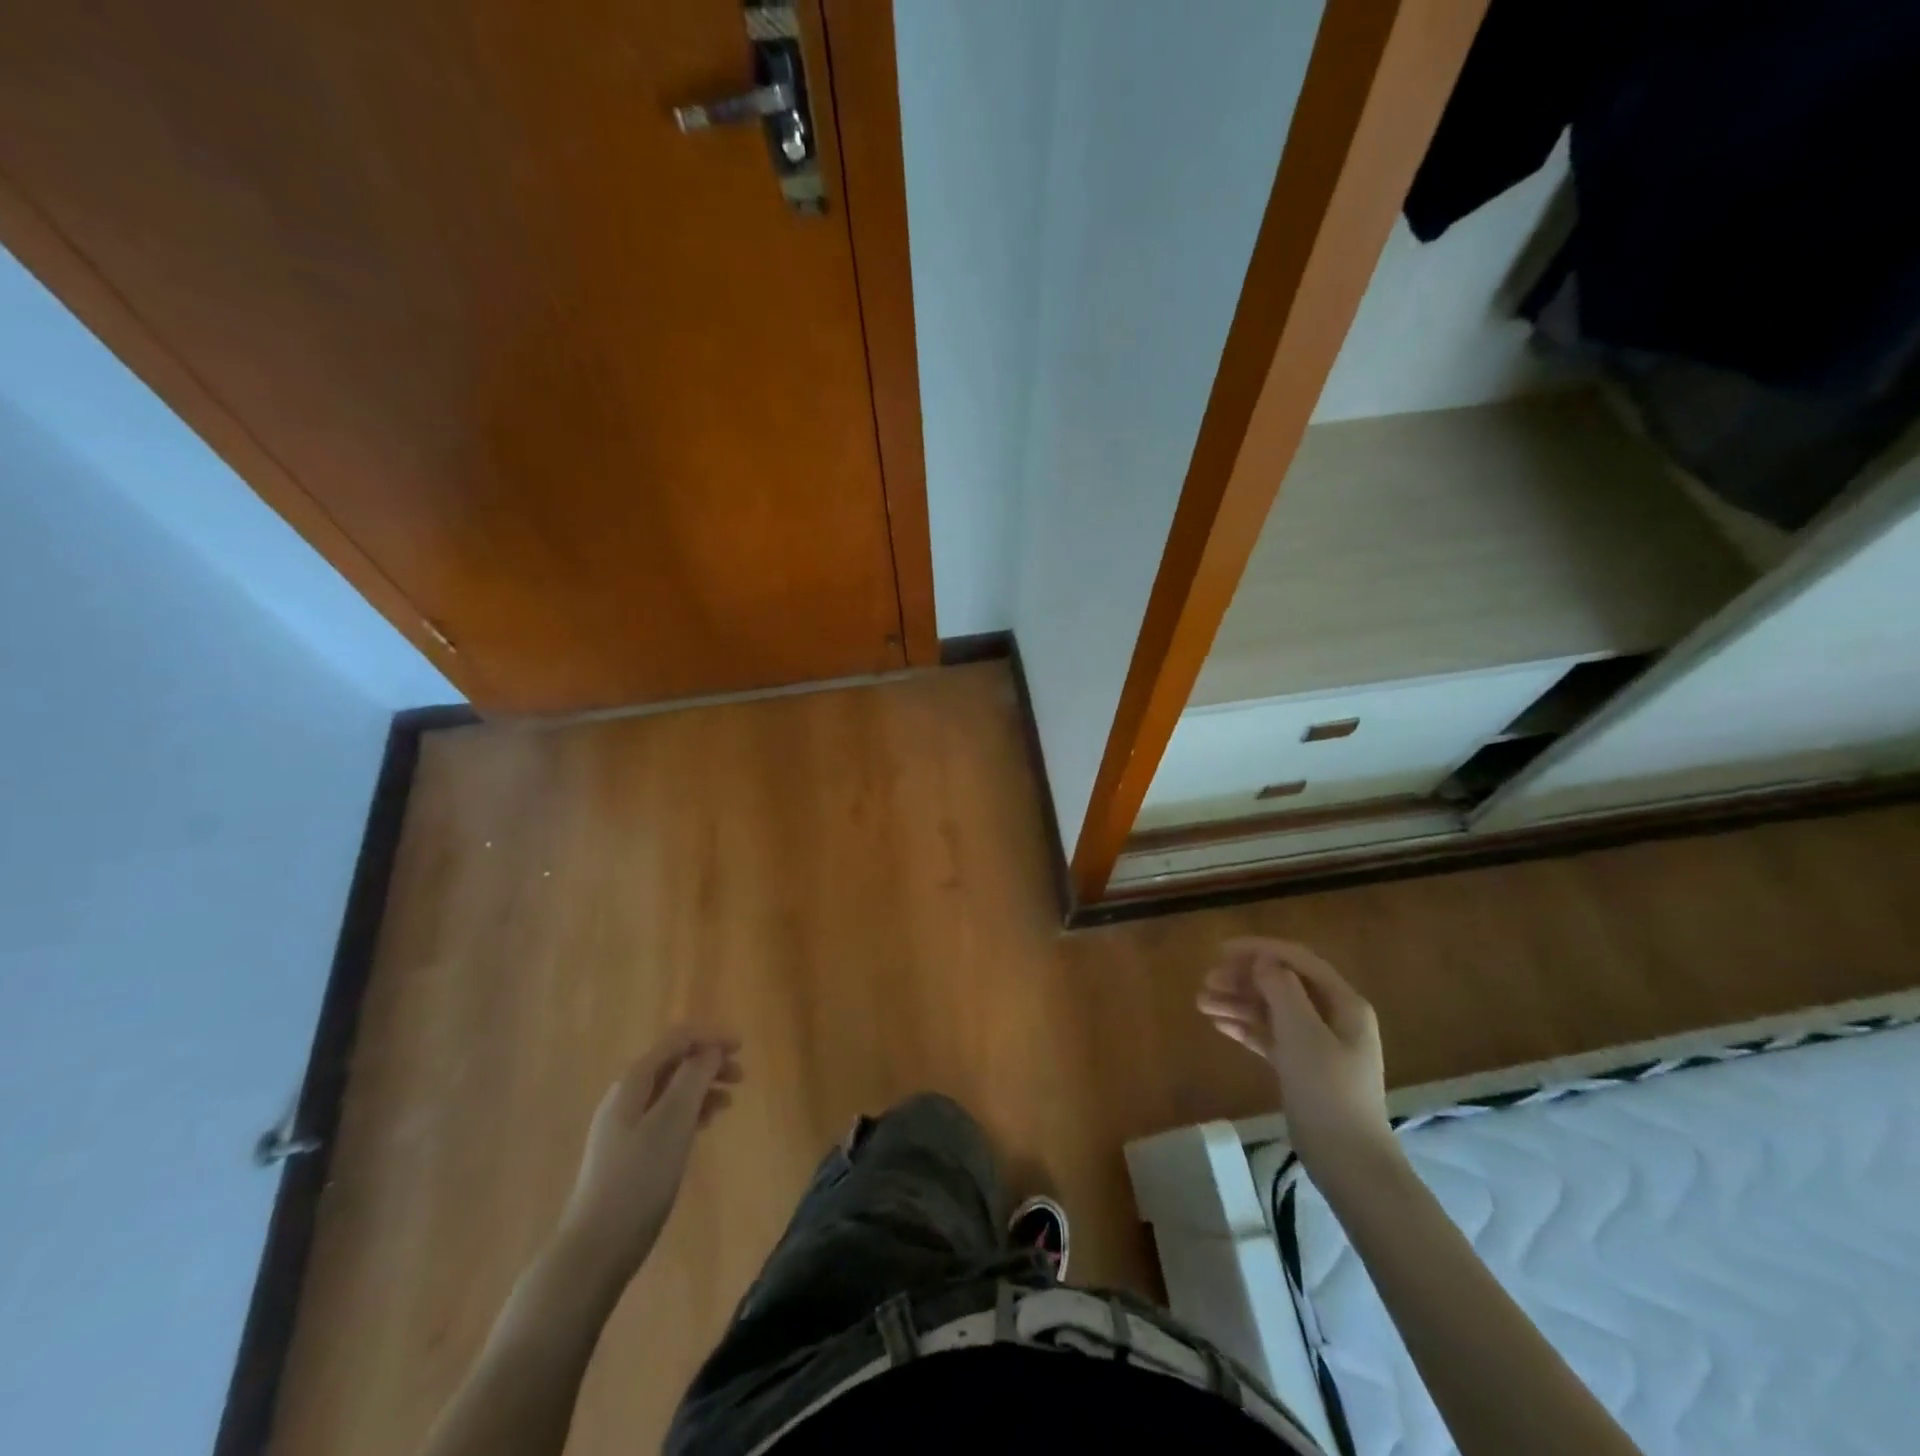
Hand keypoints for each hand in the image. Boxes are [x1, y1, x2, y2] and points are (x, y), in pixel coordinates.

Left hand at [557, 1028, 742, 1280]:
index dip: (710, 1038)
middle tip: (740, 1078)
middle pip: (673, 1064)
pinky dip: (689, 1113)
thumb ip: (693, 1078)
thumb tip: (710, 1049)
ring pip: (670, 1091)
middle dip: (708, 1063)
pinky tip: (703, 1127)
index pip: (676, 1041)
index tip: (742, 1048)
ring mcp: (623, 1126)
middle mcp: (625, 1097)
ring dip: (701, 1089)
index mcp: (633, 1082)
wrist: (594, 1251)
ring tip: (727, 1105)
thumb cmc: (638, 1180)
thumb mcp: (673, 1122)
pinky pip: (664, 1116)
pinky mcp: (627, 1153)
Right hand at [1198, 939, 1395, 1178]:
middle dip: (1243, 979)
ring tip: (1201, 1003)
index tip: (1220, 951)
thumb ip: (1282, 989)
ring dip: (1238, 1003)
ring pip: (1272, 1010)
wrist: (1349, 1162)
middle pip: (1282, 984)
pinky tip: (1218, 1025)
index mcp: (1344, 1003)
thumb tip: (1264, 959)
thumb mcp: (1302, 1033)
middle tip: (1206, 981)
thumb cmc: (1328, 1091)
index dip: (1260, 950)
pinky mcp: (1303, 1068)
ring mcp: (1318, 1044)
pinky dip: (1246, 1028)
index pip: (1298, 960)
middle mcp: (1333, 1017)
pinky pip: (1271, 1036)